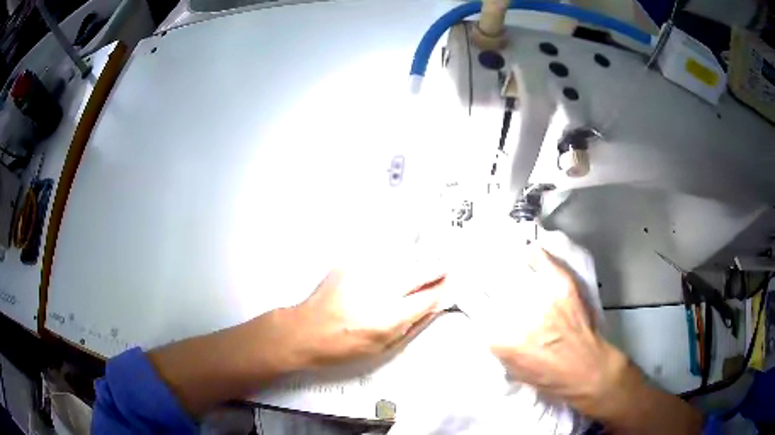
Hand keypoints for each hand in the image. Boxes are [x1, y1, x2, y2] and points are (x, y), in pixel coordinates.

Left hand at [281, 261, 445, 368]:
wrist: (304, 330)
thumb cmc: (341, 347)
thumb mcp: (381, 348)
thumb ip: (409, 325)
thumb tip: (431, 306)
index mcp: (388, 318)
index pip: (426, 298)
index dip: (442, 290)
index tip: (452, 283)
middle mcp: (378, 291)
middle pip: (418, 273)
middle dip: (436, 269)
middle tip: (447, 265)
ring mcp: (362, 273)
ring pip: (401, 260)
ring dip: (416, 262)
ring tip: (426, 260)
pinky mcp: (349, 264)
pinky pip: (380, 258)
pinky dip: (392, 260)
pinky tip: (394, 263)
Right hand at [463, 247, 635, 418]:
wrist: (585, 370)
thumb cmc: (545, 376)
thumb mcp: (508, 364)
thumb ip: (493, 336)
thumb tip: (483, 311)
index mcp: (499, 337)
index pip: (471, 300)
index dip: (465, 287)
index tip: (464, 281)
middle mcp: (517, 313)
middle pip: (489, 279)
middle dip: (480, 270)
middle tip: (477, 263)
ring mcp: (541, 296)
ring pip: (511, 266)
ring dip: (501, 261)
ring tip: (496, 252)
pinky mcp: (562, 285)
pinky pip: (541, 259)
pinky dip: (532, 253)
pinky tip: (526, 254)